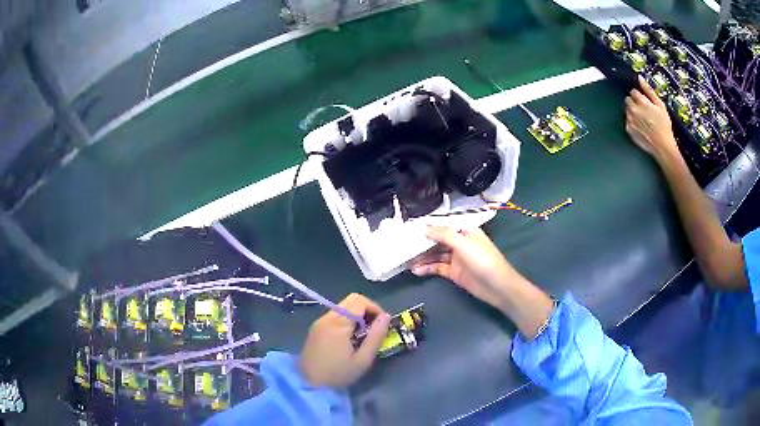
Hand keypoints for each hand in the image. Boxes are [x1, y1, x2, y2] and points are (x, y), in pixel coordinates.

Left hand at [300, 293, 390, 387]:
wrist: (309, 384)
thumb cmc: (338, 374)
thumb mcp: (363, 360)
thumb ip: (376, 336)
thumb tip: (386, 317)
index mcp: (338, 323)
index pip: (360, 301)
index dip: (375, 308)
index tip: (382, 325)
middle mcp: (327, 317)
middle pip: (351, 300)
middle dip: (367, 311)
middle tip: (374, 329)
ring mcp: (320, 321)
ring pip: (344, 307)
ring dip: (357, 316)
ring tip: (363, 336)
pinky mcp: (316, 328)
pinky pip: (336, 315)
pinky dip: (347, 321)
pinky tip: (350, 339)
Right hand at [411, 226, 518, 311]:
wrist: (497, 286)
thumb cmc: (483, 260)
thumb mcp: (463, 244)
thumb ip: (444, 234)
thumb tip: (425, 227)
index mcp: (465, 231)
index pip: (444, 225)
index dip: (429, 226)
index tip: (411, 227)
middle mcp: (460, 242)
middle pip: (438, 240)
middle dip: (422, 243)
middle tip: (404, 245)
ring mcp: (456, 258)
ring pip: (435, 255)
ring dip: (422, 257)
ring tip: (406, 260)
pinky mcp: (454, 272)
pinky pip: (438, 268)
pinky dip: (428, 268)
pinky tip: (416, 270)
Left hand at [625, 76, 679, 160]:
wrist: (663, 146)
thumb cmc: (664, 126)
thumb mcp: (660, 105)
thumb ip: (649, 90)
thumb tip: (640, 78)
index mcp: (640, 101)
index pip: (633, 92)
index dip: (639, 96)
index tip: (644, 101)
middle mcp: (633, 109)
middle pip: (628, 100)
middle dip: (634, 103)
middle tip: (644, 111)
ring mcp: (629, 120)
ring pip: (627, 110)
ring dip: (633, 112)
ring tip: (644, 120)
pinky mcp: (628, 129)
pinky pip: (628, 121)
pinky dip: (632, 122)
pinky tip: (641, 127)